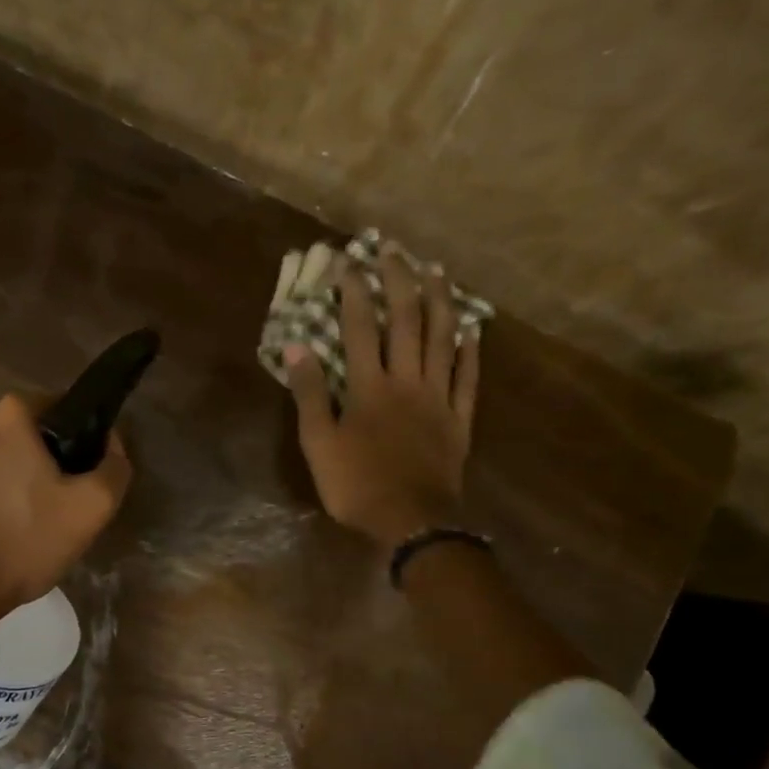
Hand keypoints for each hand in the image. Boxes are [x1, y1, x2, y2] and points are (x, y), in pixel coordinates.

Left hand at [0, 394, 131, 617]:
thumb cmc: (28, 539)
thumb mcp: (92, 506)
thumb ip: (115, 466)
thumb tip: (112, 442)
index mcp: (11, 412)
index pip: (68, 408)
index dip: (89, 439)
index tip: (95, 474)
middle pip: (41, 433)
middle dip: (62, 459)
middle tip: (77, 500)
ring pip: (18, 456)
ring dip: (38, 478)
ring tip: (53, 517)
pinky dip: (15, 492)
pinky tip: (25, 525)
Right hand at [286, 252, 480, 547]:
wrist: (411, 520)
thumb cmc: (356, 485)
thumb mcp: (319, 443)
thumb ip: (310, 394)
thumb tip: (298, 347)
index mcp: (369, 386)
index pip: (361, 326)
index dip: (354, 290)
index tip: (347, 261)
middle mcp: (407, 380)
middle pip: (407, 319)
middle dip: (399, 280)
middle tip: (394, 249)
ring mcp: (438, 397)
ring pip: (442, 337)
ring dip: (440, 300)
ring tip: (436, 270)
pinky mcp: (459, 418)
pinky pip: (468, 376)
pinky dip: (469, 349)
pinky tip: (471, 327)